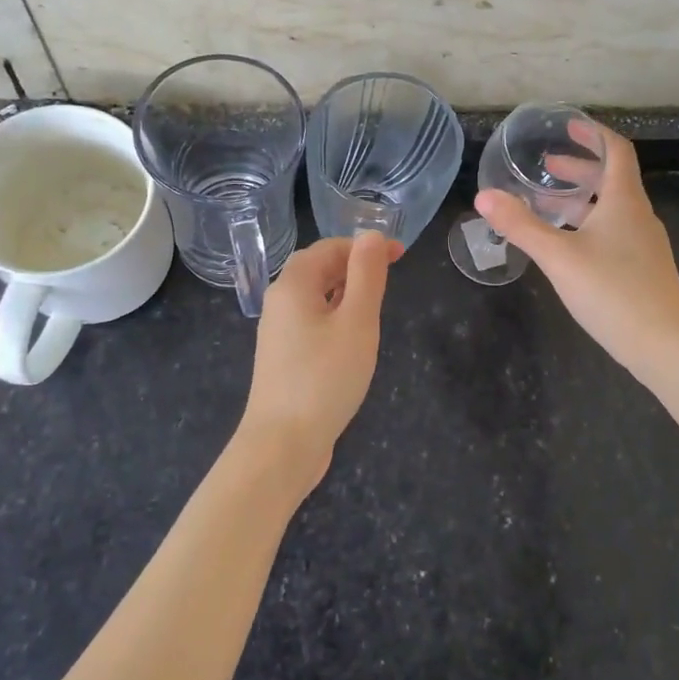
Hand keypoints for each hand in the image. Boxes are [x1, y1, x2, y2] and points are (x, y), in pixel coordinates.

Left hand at [236, 231, 398, 494]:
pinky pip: (310, 323)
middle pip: (317, 270)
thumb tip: (372, 235)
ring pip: (314, 298)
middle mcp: (279, 302)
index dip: (364, 246)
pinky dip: (334, 318)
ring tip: (376, 307)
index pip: (328, 248)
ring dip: (345, 293)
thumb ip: (366, 275)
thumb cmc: (325, 378)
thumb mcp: (357, 322)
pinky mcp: (283, 359)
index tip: (400, 255)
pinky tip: (352, 340)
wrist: (282, 444)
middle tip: (390, 279)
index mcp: (293, 285)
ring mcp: (278, 333)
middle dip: (354, 267)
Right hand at [476, 125, 678, 383]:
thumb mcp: (559, 256)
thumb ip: (521, 226)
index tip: (570, 127)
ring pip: (610, 209)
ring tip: (546, 204)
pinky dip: (587, 225)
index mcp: (624, 201)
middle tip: (546, 166)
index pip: (617, 151)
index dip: (594, 134)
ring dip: (580, 200)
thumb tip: (484, 196)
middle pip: (611, 180)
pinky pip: (612, 233)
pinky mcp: (642, 270)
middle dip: (579, 168)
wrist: (666, 346)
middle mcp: (638, 216)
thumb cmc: (613, 291)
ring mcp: (643, 245)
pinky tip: (566, 246)